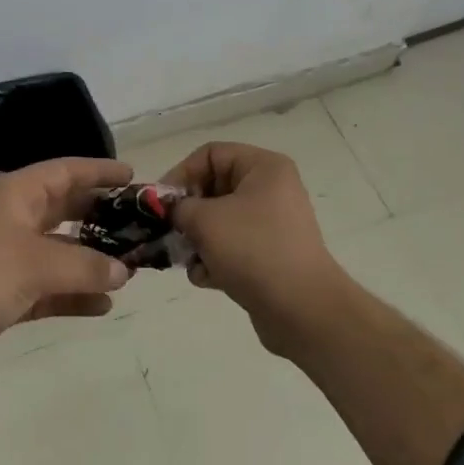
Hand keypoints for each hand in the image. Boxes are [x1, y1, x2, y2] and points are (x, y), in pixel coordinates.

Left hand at [0, 157, 133, 374]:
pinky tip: (104, 306)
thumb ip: (85, 267)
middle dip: (101, 218)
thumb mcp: (37, 263)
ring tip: (131, 270)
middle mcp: (16, 220)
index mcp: (17, 195)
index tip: (133, 177)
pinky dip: (74, 295)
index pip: (65, 172)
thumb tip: (124, 271)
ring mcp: (10, 258)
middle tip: (139, 226)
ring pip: (61, 253)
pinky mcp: (7, 294)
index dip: (98, 172)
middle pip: (66, 211)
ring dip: (91, 261)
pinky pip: (50, 288)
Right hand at [164, 142, 352, 355]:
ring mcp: (272, 224)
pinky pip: (232, 247)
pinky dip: (215, 260)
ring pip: (220, 221)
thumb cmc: (253, 250)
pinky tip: (207, 278)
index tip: (161, 203)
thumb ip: (179, 207)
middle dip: (188, 213)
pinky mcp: (269, 256)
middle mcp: (271, 189)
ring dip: (198, 240)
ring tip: (188, 260)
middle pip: (214, 188)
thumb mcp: (205, 220)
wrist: (302, 310)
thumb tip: (171, 211)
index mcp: (264, 168)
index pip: (211, 154)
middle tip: (169, 232)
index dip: (181, 173)